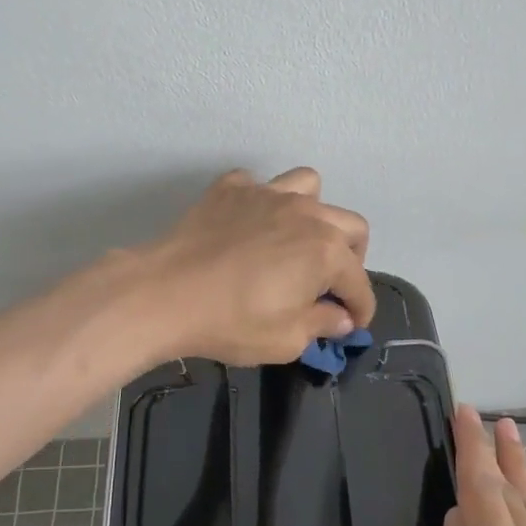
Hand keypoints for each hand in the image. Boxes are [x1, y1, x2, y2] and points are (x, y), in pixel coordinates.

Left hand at [138, 167, 374, 366]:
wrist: (164, 293)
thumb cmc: (231, 322)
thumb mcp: (286, 340)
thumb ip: (321, 325)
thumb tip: (340, 317)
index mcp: (326, 251)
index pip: (359, 282)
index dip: (361, 308)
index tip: (352, 324)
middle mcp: (306, 213)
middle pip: (350, 226)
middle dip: (351, 258)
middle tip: (331, 285)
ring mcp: (267, 193)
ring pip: (310, 187)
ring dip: (315, 214)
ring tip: (299, 240)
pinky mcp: (231, 188)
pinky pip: (259, 185)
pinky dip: (262, 203)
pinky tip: (249, 226)